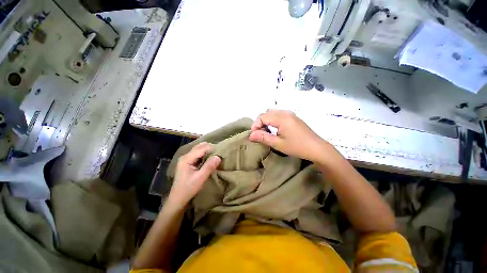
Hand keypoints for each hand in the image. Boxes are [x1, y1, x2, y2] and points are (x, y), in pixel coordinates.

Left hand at [168, 142, 220, 206]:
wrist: (178, 199)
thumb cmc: (188, 189)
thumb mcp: (200, 178)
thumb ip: (209, 166)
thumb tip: (218, 156)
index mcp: (187, 158)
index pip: (202, 148)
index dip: (212, 148)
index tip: (221, 151)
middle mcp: (186, 156)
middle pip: (200, 146)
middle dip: (210, 148)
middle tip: (219, 153)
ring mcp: (186, 159)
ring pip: (199, 149)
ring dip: (208, 151)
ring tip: (216, 155)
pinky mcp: (188, 162)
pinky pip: (198, 154)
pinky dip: (205, 154)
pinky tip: (210, 159)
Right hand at [249, 110, 327, 161]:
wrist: (317, 148)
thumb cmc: (297, 147)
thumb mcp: (278, 144)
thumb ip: (263, 137)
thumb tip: (251, 135)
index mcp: (281, 118)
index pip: (262, 117)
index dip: (255, 125)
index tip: (254, 136)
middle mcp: (285, 112)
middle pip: (266, 113)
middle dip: (260, 123)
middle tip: (259, 135)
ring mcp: (290, 114)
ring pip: (272, 113)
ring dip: (266, 121)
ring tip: (266, 132)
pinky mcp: (293, 117)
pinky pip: (279, 115)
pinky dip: (273, 120)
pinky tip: (275, 130)